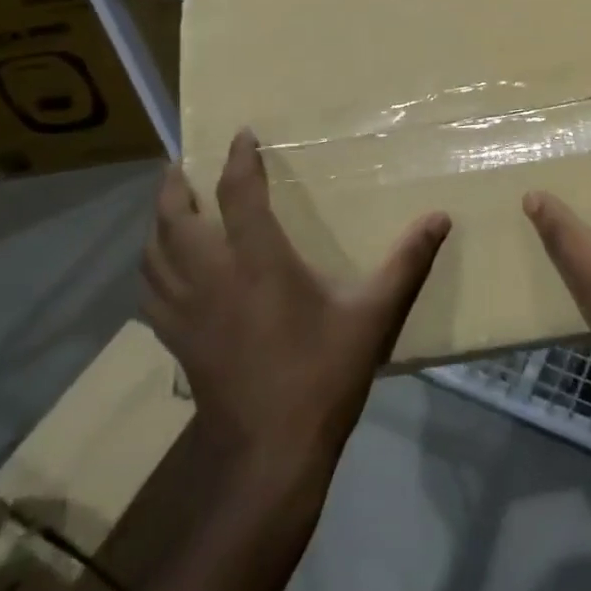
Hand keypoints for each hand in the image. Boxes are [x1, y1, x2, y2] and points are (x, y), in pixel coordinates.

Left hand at [142, 130, 449, 485]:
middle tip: (183, 165)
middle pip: (174, 218)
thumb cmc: (321, 376)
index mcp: (258, 263)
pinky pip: (150, 291)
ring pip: (153, 253)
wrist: (269, 454)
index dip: (237, 159)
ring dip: (157, 223)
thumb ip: (406, 263)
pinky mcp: (176, 340)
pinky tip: (164, 268)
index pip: (238, 194)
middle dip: (174, 186)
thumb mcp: (372, 316)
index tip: (241, 135)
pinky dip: (152, 267)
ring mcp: (187, 311)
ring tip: (170, 207)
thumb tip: (440, 218)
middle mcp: (213, 277)